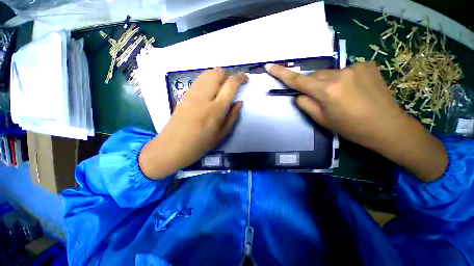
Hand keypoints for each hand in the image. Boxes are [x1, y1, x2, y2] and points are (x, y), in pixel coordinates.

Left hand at [139, 68, 247, 178]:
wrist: (173, 146)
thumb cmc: (201, 144)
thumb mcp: (222, 134)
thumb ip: (232, 116)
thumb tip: (240, 102)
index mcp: (216, 108)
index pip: (231, 84)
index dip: (240, 77)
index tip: (245, 79)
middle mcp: (204, 96)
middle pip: (218, 72)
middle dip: (228, 75)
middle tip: (232, 85)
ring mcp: (192, 93)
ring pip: (208, 73)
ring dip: (218, 76)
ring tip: (221, 87)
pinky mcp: (185, 94)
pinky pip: (199, 79)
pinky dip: (208, 79)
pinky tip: (209, 90)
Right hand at [266, 62, 447, 180]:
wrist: (388, 127)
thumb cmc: (351, 128)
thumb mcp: (322, 120)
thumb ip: (306, 104)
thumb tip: (299, 94)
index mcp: (327, 91)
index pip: (298, 80)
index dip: (282, 73)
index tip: (270, 66)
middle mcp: (339, 74)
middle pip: (314, 76)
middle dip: (312, 85)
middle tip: (320, 99)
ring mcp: (355, 67)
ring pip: (329, 73)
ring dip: (327, 83)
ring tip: (340, 97)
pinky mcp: (367, 65)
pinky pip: (344, 71)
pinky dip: (342, 80)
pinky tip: (353, 90)